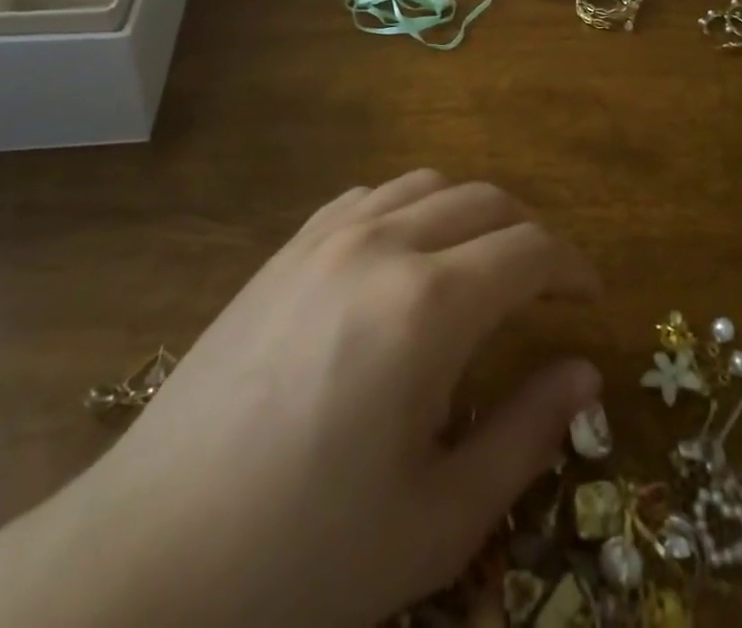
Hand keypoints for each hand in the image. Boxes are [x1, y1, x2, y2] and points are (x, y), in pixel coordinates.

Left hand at [38, 173, 600, 626]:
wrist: (150, 556)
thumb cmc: (305, 556)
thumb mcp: (440, 517)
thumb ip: (527, 432)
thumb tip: (585, 373)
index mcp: (430, 305)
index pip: (530, 249)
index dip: (574, 268)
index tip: (590, 301)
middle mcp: (385, 244)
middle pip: (486, 201)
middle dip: (531, 234)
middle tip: (546, 289)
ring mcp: (328, 235)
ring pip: (429, 185)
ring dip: (473, 214)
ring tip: (482, 267)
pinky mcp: (289, 247)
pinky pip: (371, 197)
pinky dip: (412, 208)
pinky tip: (406, 256)